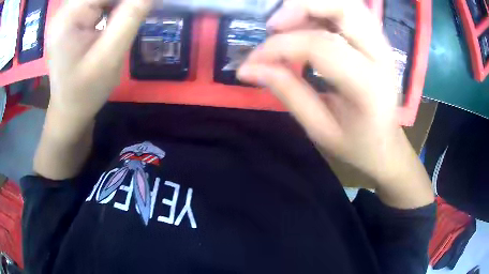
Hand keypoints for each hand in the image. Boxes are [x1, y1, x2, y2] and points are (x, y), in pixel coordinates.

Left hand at [47, 0, 151, 118]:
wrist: (69, 110)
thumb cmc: (85, 91)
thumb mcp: (110, 56)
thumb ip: (131, 17)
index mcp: (68, 16)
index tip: (145, 5)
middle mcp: (65, 9)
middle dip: (124, 1)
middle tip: (139, 9)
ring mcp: (68, 13)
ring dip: (119, 3)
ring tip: (130, 15)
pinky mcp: (73, 18)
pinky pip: (97, 2)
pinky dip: (113, 4)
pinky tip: (118, 16)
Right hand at [238, 0, 432, 206]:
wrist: (387, 148)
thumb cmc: (357, 146)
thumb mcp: (319, 129)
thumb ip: (287, 92)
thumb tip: (249, 68)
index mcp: (369, 86)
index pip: (320, 46)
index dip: (279, 47)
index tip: (252, 61)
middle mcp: (382, 57)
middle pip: (344, 7)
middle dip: (301, 7)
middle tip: (274, 26)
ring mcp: (384, 46)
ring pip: (348, 4)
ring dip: (312, 6)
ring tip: (288, 24)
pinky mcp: (379, 42)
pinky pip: (350, 12)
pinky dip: (323, 11)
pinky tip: (308, 26)